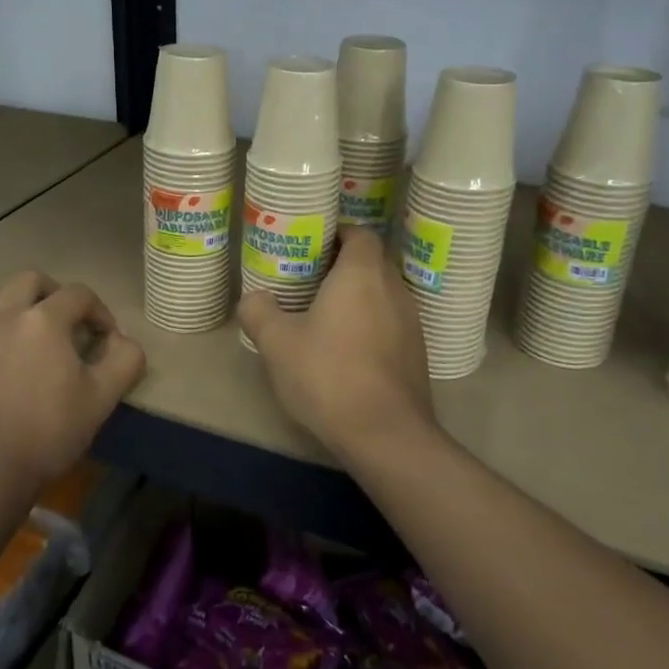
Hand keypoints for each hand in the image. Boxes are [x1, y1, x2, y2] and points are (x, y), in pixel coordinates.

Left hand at [0, 271, 145, 497]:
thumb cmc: (45, 433)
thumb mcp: (101, 400)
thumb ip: (124, 362)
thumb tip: (123, 342)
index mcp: (44, 320)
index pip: (79, 294)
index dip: (100, 311)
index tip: (107, 338)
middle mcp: (5, 314)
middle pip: (31, 280)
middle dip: (55, 293)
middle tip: (68, 322)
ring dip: (14, 301)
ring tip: (26, 329)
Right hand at [238, 226, 436, 461]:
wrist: (385, 434)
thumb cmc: (328, 375)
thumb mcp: (277, 342)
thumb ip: (258, 311)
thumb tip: (253, 298)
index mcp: (362, 274)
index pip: (360, 234)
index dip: (337, 234)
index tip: (311, 247)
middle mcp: (393, 289)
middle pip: (371, 262)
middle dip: (341, 266)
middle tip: (307, 280)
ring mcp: (411, 322)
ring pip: (381, 294)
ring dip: (356, 297)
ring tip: (322, 315)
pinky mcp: (416, 353)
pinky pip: (390, 322)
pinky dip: (369, 324)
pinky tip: (344, 349)